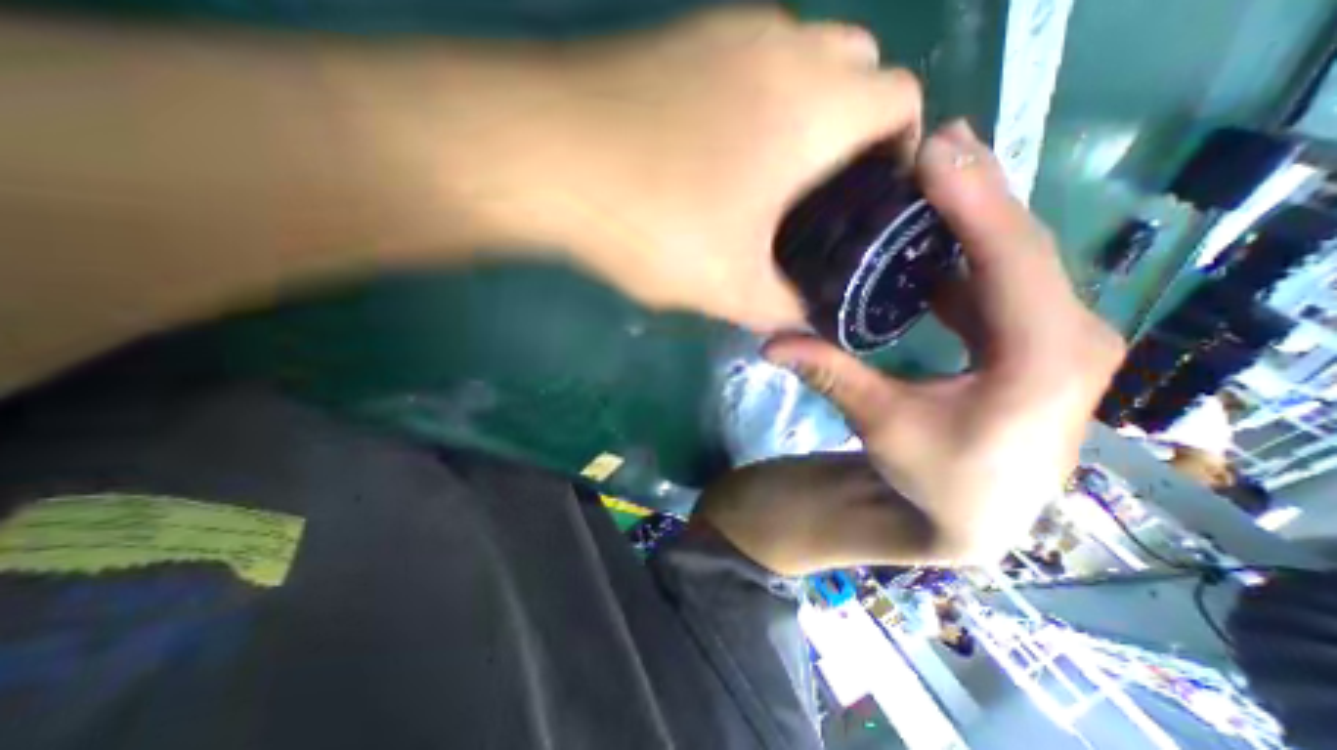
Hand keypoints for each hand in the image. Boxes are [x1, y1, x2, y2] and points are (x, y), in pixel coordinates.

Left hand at [405, 5, 921, 330]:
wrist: (546, 157)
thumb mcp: (728, 286)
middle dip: (857, 122)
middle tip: (824, 186)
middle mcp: (784, 46)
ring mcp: (727, 29)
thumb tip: (803, 319)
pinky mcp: (681, 36)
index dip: (901, 147)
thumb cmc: (653, 223)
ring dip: (806, 105)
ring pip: (801, 55)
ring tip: (773, 171)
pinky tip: (721, 145)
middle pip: (858, 66)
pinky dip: (757, 94)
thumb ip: (780, 306)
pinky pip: (747, 56)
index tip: (872, 193)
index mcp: (815, 105)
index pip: (902, 100)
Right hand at [704, 121, 1120, 572]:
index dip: (973, 200)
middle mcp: (1070, 336)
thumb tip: (769, 341)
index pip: (1012, 257)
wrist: (974, 517)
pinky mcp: (1035, 341)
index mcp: (1044, 358)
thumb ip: (830, 374)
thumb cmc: (937, 477)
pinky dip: (966, 256)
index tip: (934, 151)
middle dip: (976, 192)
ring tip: (927, 181)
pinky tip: (931, 240)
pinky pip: (1002, 282)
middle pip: (1021, 245)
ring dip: (971, 220)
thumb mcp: (881, 423)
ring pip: (1014, 259)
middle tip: (930, 146)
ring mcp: (1058, 336)